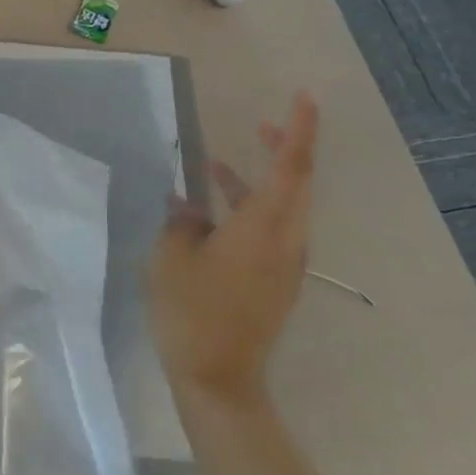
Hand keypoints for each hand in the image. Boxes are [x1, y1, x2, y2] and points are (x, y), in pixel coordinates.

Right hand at [148, 92, 318, 405]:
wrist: (218, 378)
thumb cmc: (192, 311)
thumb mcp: (172, 256)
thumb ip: (182, 222)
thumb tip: (191, 208)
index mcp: (263, 228)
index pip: (291, 166)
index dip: (299, 129)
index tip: (304, 97)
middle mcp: (285, 241)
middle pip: (295, 184)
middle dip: (283, 149)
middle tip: (264, 122)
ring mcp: (283, 264)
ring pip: (280, 208)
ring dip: (256, 181)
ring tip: (215, 164)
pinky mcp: (273, 281)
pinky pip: (267, 230)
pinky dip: (244, 210)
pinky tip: (204, 211)